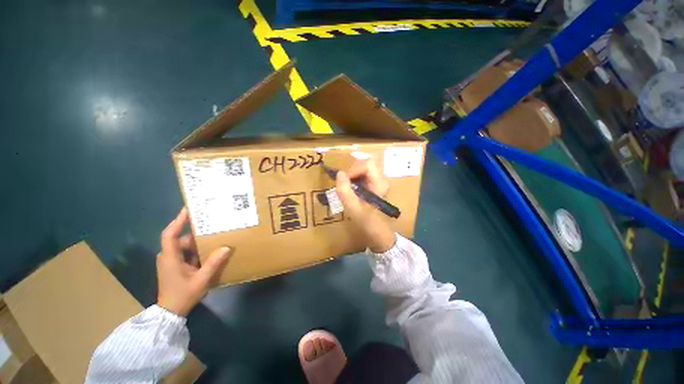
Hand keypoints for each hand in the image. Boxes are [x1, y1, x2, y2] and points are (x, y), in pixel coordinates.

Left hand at [157, 207, 231, 316]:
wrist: (170, 312)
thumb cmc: (183, 295)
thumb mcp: (201, 280)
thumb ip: (213, 263)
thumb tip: (226, 247)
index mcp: (170, 257)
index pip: (169, 234)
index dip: (177, 220)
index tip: (188, 209)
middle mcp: (168, 256)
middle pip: (181, 239)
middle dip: (196, 232)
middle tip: (211, 223)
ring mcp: (171, 261)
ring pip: (185, 246)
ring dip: (198, 241)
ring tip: (214, 234)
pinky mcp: (175, 266)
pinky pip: (186, 253)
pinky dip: (197, 249)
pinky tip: (210, 249)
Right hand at [335, 158, 395, 252]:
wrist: (380, 235)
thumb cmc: (368, 223)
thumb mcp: (354, 209)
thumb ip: (345, 191)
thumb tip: (339, 173)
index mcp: (380, 183)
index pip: (367, 164)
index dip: (353, 169)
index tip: (343, 181)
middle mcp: (381, 179)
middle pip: (365, 164)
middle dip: (351, 171)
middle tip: (342, 183)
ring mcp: (378, 183)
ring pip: (363, 170)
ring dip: (352, 175)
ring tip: (344, 187)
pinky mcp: (374, 187)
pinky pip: (362, 177)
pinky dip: (353, 180)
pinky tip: (349, 190)